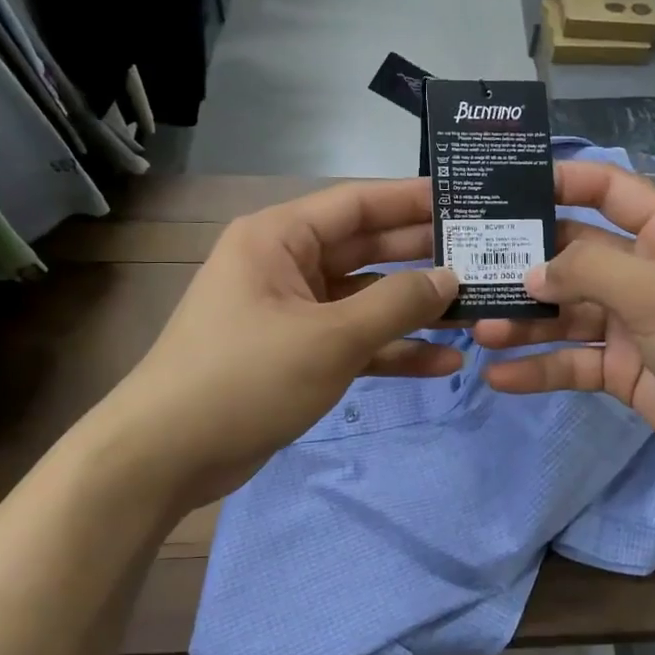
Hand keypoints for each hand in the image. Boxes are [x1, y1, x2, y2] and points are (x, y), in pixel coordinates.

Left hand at [102, 180, 459, 507]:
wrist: (167, 456)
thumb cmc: (245, 377)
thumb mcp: (329, 337)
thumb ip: (395, 304)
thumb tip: (451, 278)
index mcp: (280, 238)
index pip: (358, 204)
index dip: (413, 200)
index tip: (467, 199)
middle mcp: (286, 265)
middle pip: (366, 250)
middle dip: (423, 258)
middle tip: (487, 257)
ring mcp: (292, 313)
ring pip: (365, 301)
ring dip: (414, 310)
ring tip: (477, 312)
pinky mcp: (297, 355)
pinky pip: (353, 342)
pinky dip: (390, 351)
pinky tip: (442, 362)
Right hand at [474, 162, 654, 474]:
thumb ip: (591, 271)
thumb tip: (531, 272)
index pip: (606, 190)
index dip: (560, 181)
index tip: (503, 186)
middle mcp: (642, 271)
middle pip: (571, 255)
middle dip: (523, 262)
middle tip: (467, 267)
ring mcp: (629, 322)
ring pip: (564, 313)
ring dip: (522, 320)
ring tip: (477, 328)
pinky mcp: (620, 369)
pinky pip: (571, 362)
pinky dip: (538, 368)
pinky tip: (499, 376)